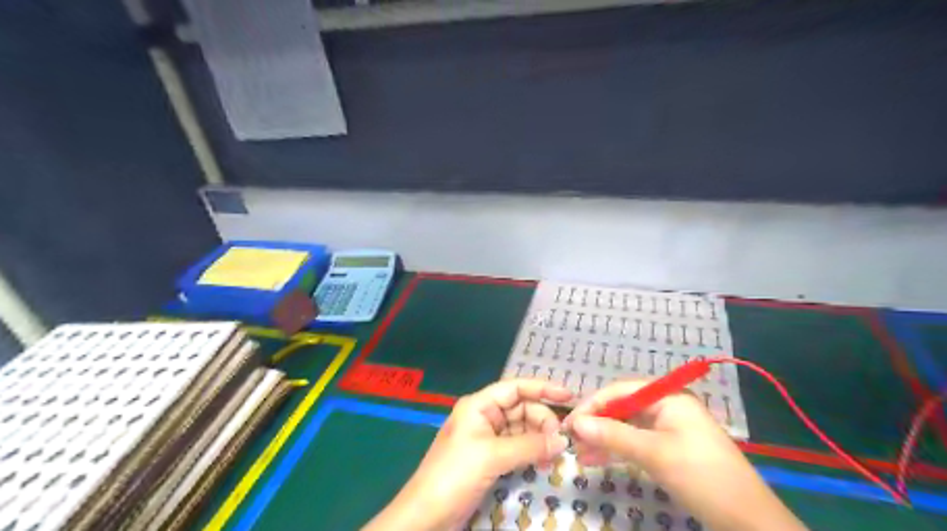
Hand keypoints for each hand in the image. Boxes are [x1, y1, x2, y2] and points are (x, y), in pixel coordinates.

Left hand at [364, 380, 568, 527]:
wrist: (427, 515)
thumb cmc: (454, 475)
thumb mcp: (492, 456)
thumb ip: (529, 446)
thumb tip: (563, 441)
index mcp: (478, 405)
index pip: (515, 388)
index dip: (542, 388)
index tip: (569, 396)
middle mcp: (484, 416)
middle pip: (521, 408)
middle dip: (543, 420)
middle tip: (561, 440)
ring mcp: (487, 438)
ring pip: (521, 429)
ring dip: (539, 438)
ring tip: (556, 454)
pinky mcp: (489, 458)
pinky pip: (517, 447)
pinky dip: (532, 452)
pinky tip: (544, 461)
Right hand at [560, 381, 805, 530]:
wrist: (748, 519)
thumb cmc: (701, 475)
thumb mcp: (654, 453)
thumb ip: (613, 435)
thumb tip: (576, 422)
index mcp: (667, 396)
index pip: (620, 391)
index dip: (592, 405)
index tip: (569, 423)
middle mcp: (665, 406)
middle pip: (621, 408)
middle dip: (596, 424)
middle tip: (571, 440)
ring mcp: (667, 427)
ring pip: (626, 426)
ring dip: (603, 439)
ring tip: (578, 454)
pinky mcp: (668, 447)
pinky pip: (635, 442)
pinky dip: (616, 450)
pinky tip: (595, 460)